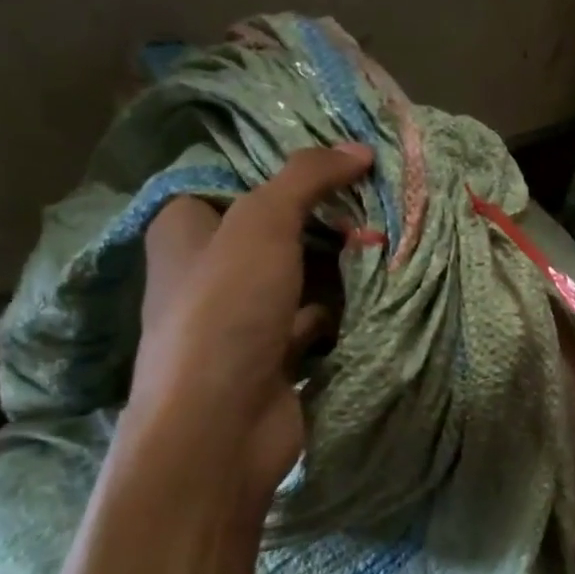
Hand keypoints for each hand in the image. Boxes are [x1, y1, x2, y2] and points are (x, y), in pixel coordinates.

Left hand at [127, 143, 373, 512]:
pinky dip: (343, 305)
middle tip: (378, 194)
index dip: (287, 165)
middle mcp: (210, 268)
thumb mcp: (262, 223)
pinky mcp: (275, 352)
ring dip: (341, 261)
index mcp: (185, 228)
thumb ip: (307, 178)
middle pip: (277, 226)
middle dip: (325, 214)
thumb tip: (360, 148)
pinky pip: (315, 315)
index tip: (342, 155)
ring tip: (389, 235)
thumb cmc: (226, 310)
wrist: (219, 425)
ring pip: (300, 272)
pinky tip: (378, 288)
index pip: (237, 179)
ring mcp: (244, 315)